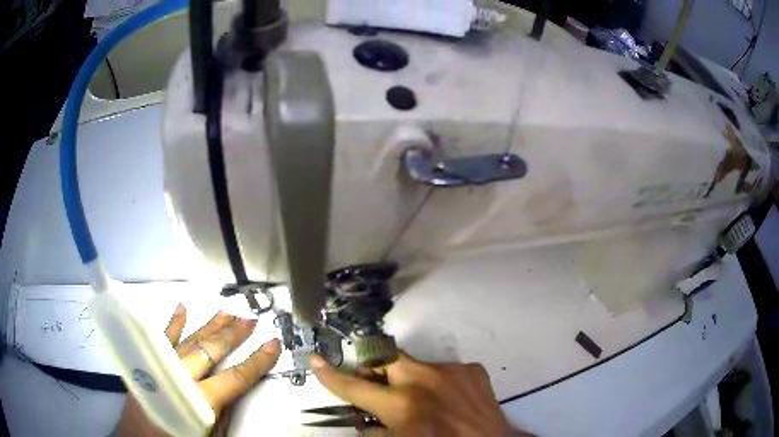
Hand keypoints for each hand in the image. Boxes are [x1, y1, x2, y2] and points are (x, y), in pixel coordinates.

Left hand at [115, 304, 281, 436]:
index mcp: (198, 401)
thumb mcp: (207, 436)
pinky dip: (173, 323)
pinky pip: (162, 339)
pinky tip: (182, 308)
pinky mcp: (147, 362)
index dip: (256, 361)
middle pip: (211, 351)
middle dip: (233, 335)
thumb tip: (233, 394)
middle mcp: (179, 378)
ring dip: (210, 326)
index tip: (272, 344)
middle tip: (250, 319)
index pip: (235, 378)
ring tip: (227, 312)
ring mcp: (161, 366)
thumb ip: (221, 416)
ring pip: (190, 339)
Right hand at [311, 351, 528, 436]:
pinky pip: (445, 370)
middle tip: (378, 385)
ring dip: (411, 381)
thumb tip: (364, 416)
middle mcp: (424, 379)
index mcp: (402, 404)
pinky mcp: (472, 369)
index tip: (316, 360)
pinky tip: (449, 400)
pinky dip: (439, 383)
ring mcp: (451, 370)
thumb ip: (377, 428)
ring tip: (424, 402)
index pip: (355, 387)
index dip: (331, 375)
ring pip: (416, 365)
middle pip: (385, 357)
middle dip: (375, 368)